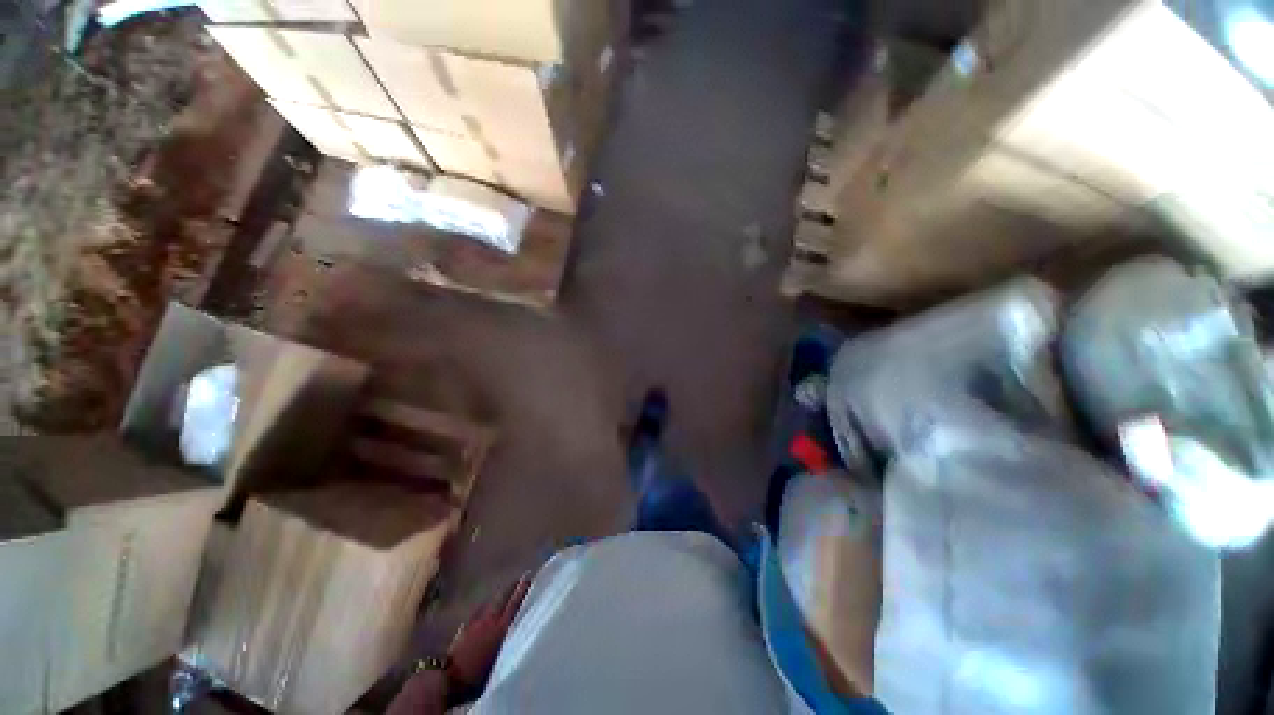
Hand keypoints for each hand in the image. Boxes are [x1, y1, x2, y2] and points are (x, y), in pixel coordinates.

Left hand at [446, 574, 532, 697]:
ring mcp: (475, 622)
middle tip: (520, 578)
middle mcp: (490, 620)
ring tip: (505, 590)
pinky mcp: (463, 628)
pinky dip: (484, 605)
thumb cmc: (477, 677)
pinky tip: (484, 606)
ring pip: (490, 602)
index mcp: (501, 629)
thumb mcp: (500, 663)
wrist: (447, 679)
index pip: (515, 604)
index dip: (522, 590)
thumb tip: (523, 637)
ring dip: (499, 595)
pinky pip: (478, 610)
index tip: (529, 576)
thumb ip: (511, 646)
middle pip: (503, 598)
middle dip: (512, 587)